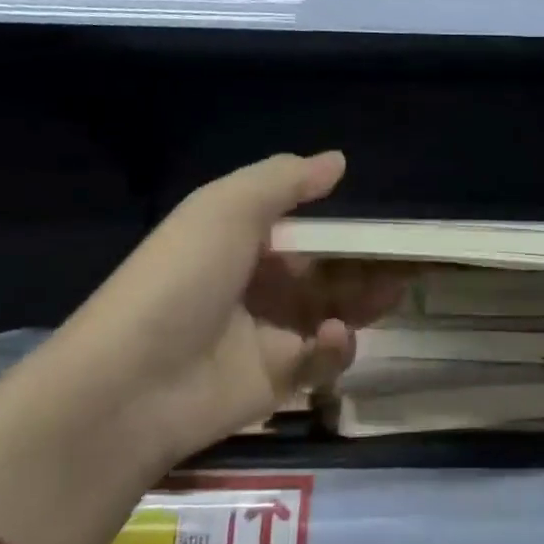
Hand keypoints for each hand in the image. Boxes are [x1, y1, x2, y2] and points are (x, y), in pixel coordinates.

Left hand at [5, 151, 402, 485]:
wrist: (133, 383)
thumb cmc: (181, 280)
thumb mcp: (224, 209)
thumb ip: (284, 181)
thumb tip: (338, 160)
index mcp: (240, 245)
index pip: (304, 232)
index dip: (344, 228)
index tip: (386, 225)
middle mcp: (256, 288)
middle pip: (326, 274)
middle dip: (366, 267)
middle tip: (409, 262)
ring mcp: (267, 337)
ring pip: (333, 315)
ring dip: (363, 302)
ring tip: (392, 292)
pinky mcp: (278, 381)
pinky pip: (321, 361)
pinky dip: (335, 347)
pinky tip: (333, 335)